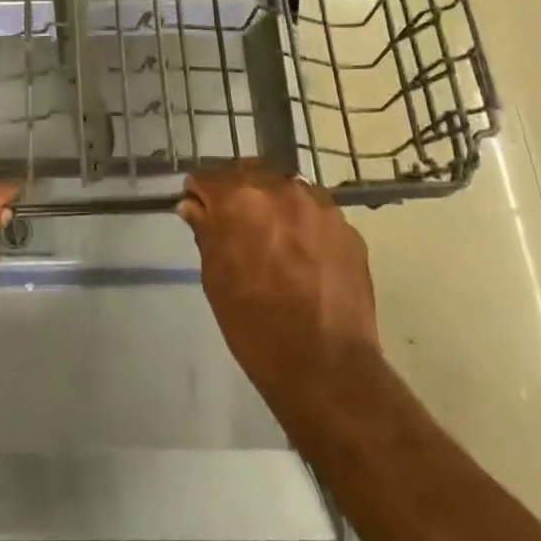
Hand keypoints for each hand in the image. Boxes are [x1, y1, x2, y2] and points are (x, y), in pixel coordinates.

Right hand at [180, 163, 379, 419]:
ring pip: (285, 188)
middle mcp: (281, 189)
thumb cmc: (255, 326)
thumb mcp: (215, 278)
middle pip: (249, 173)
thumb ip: (205, 231)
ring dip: (272, 204)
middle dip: (237, 193)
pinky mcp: (348, 227)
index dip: (200, 194)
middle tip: (234, 224)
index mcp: (240, 199)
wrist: (327, 367)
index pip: (208, 177)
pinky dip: (302, 223)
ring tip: (272, 238)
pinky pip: (315, 212)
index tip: (199, 210)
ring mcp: (320, 205)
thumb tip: (193, 205)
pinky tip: (302, 254)